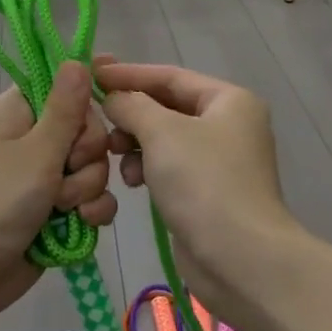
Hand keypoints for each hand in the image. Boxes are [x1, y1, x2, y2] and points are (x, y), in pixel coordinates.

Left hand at [0, 61, 116, 329]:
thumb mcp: (36, 152)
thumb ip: (65, 108)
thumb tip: (76, 59)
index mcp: (18, 113)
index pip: (63, 86)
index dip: (85, 96)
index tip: (109, 101)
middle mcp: (32, 140)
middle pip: (86, 130)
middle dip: (87, 154)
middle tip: (66, 170)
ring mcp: (44, 178)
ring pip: (92, 168)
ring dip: (86, 189)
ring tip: (64, 208)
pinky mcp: (55, 212)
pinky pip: (90, 200)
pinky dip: (91, 212)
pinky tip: (82, 225)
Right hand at [96, 61, 300, 303]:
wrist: (240, 258)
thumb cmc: (203, 182)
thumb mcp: (161, 132)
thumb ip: (131, 105)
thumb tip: (113, 98)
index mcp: (229, 100)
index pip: (169, 76)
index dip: (128, 73)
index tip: (91, 71)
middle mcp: (228, 125)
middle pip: (167, 106)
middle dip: (131, 113)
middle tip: (97, 120)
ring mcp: (220, 160)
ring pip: (165, 138)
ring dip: (135, 143)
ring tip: (113, 154)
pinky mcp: (208, 192)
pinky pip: (169, 166)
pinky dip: (148, 167)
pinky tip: (131, 182)